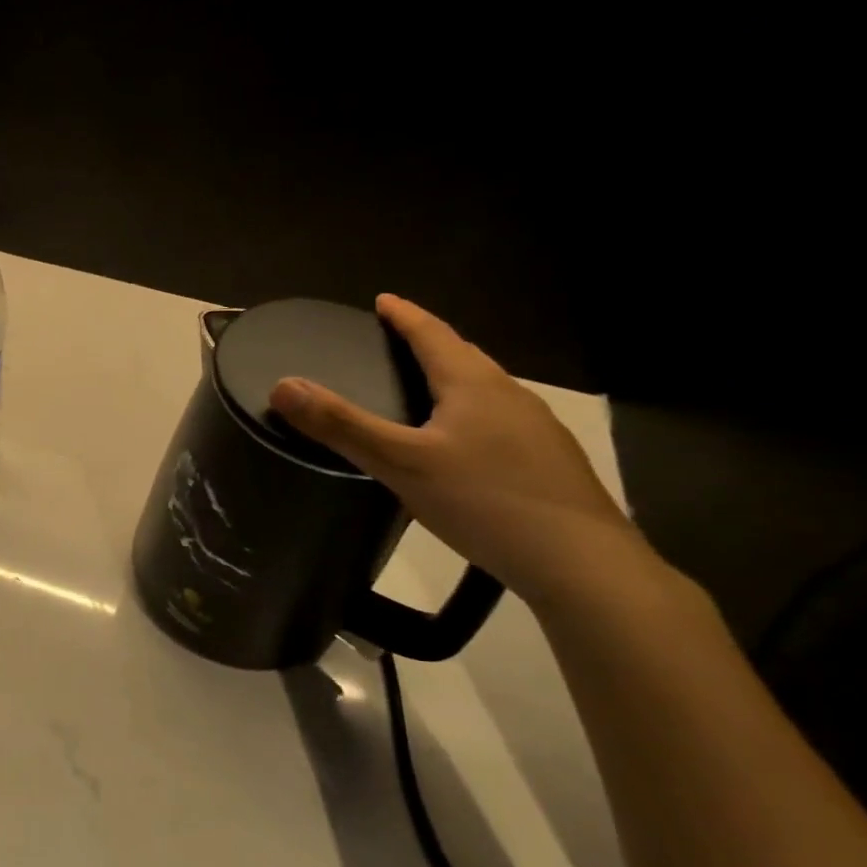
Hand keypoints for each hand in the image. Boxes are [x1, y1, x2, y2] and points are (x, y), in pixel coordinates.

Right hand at [270, 294, 652, 607]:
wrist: (583, 566)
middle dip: (430, 343)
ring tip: (423, 389)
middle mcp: (510, 397)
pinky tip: (461, 445)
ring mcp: (537, 431)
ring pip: (484, 391)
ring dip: (452, 380)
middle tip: (395, 340)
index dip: (405, 316)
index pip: (434, 335)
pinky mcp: (548, 464)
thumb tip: (282, 385)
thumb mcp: (400, 463)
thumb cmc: (485, 501)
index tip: (383, 300)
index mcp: (475, 385)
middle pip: (464, 357)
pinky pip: (498, 421)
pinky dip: (469, 415)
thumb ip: (341, 425)